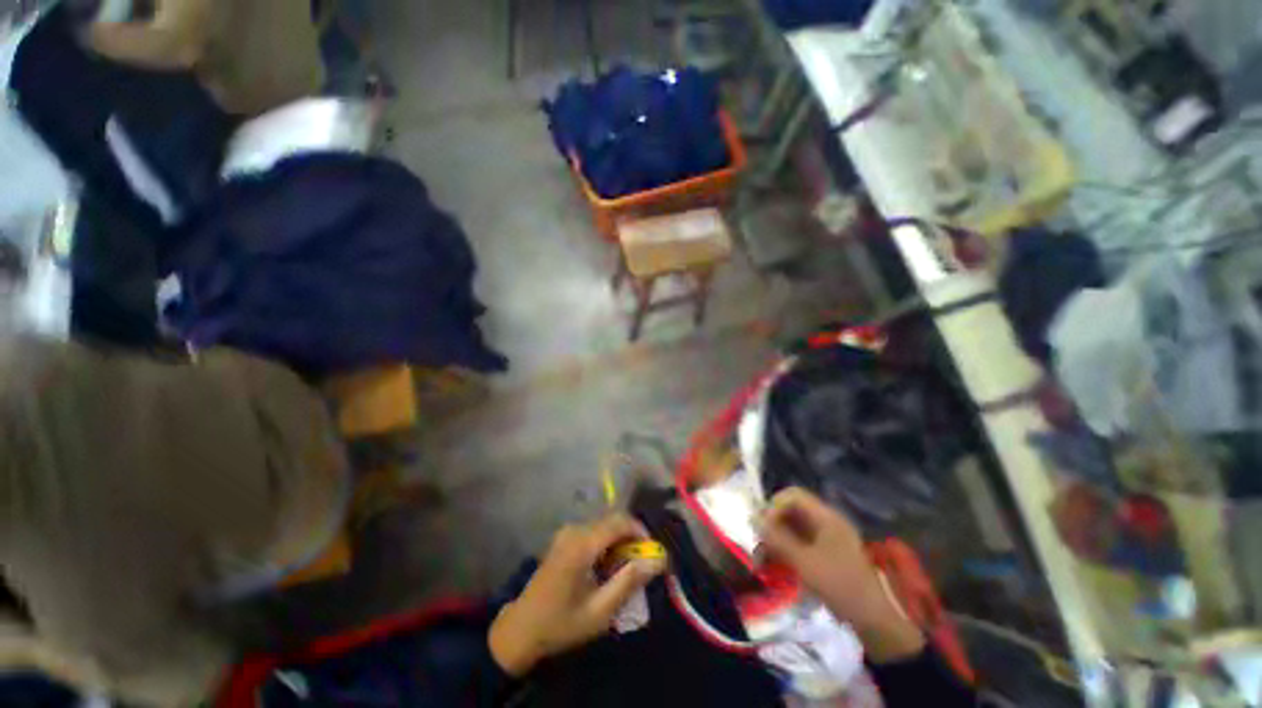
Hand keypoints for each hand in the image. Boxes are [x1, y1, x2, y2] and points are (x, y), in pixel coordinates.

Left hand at [489, 514, 666, 676]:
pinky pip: (594, 531)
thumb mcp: (600, 610)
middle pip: (613, 520)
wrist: (521, 629)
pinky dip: (607, 544)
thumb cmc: (561, 623)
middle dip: (632, 538)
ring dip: (619, 541)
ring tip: (624, 570)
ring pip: (604, 525)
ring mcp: (567, 532)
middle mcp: (575, 530)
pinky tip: (606, 568)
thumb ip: (629, 581)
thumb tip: (658, 560)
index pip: (620, 521)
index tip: (652, 552)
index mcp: (582, 544)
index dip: (641, 531)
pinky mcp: (564, 538)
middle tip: (641, 564)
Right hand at [758, 488, 924, 662]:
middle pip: (792, 509)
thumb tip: (753, 518)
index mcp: (826, 517)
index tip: (764, 526)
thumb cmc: (839, 585)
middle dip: (773, 522)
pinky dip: (786, 547)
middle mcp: (826, 521)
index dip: (775, 506)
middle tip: (760, 541)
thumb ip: (777, 538)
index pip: (793, 495)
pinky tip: (777, 561)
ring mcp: (827, 536)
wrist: (872, 620)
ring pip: (794, 525)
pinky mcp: (826, 551)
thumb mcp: (804, 562)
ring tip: (764, 555)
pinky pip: (800, 540)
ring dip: (777, 536)